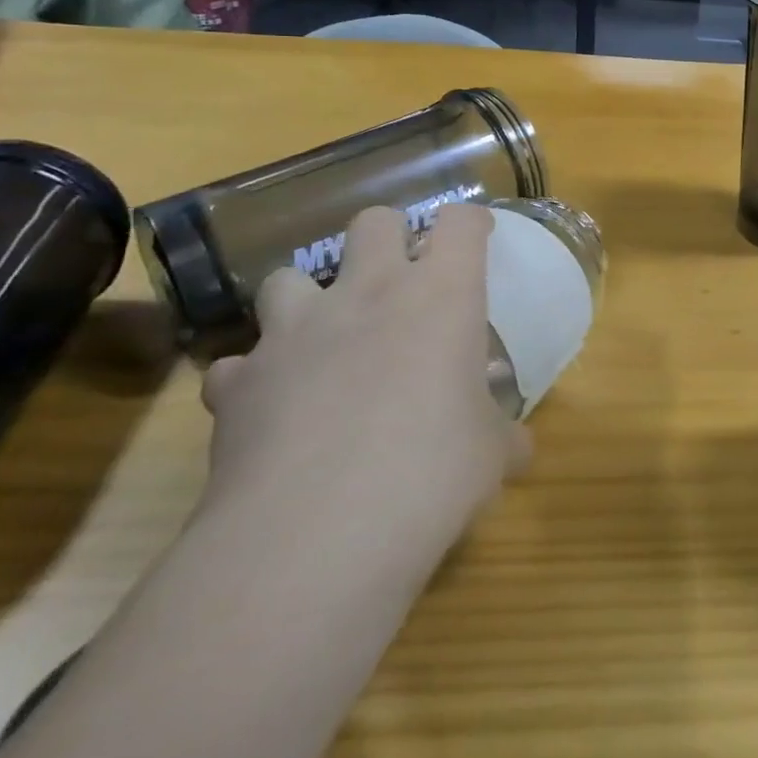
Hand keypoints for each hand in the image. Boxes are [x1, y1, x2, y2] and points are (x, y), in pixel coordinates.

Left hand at [199, 203, 528, 550]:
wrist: (315, 535)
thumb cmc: (431, 473)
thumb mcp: (490, 454)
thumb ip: (502, 435)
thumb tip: (517, 447)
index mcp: (441, 295)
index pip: (461, 223)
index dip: (470, 224)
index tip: (477, 239)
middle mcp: (367, 293)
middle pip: (374, 222)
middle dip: (388, 237)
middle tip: (400, 280)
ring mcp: (295, 331)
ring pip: (288, 277)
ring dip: (307, 300)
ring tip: (322, 339)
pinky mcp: (240, 381)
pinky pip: (239, 363)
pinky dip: (255, 377)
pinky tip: (269, 408)